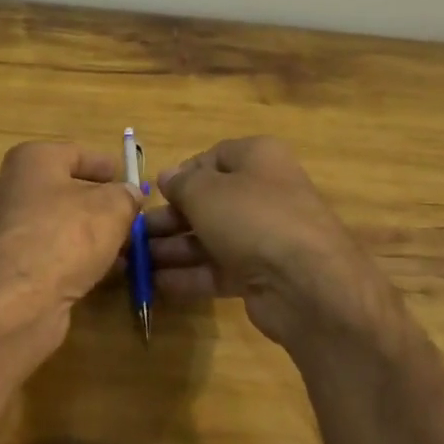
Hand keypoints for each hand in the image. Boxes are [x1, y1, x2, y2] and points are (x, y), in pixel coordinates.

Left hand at [0, 141, 139, 372]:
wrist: (17, 300)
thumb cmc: (66, 236)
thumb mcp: (112, 208)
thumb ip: (125, 196)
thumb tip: (129, 193)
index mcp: (31, 160)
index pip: (75, 153)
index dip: (105, 165)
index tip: (128, 179)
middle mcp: (10, 188)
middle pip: (63, 190)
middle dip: (98, 204)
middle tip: (129, 216)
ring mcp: (4, 229)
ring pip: (56, 224)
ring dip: (88, 235)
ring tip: (123, 248)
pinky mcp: (6, 265)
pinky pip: (47, 252)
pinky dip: (72, 258)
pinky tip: (100, 272)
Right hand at [147, 137, 390, 351]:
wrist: (307, 284)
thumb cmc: (252, 218)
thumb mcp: (206, 191)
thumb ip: (181, 183)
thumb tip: (167, 177)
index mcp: (258, 159)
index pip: (213, 158)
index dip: (182, 174)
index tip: (155, 193)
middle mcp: (264, 193)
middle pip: (208, 201)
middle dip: (170, 218)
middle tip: (136, 233)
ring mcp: (264, 237)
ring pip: (210, 238)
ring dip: (173, 249)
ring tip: (136, 261)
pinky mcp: (261, 275)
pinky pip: (218, 269)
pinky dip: (189, 275)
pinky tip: (156, 284)